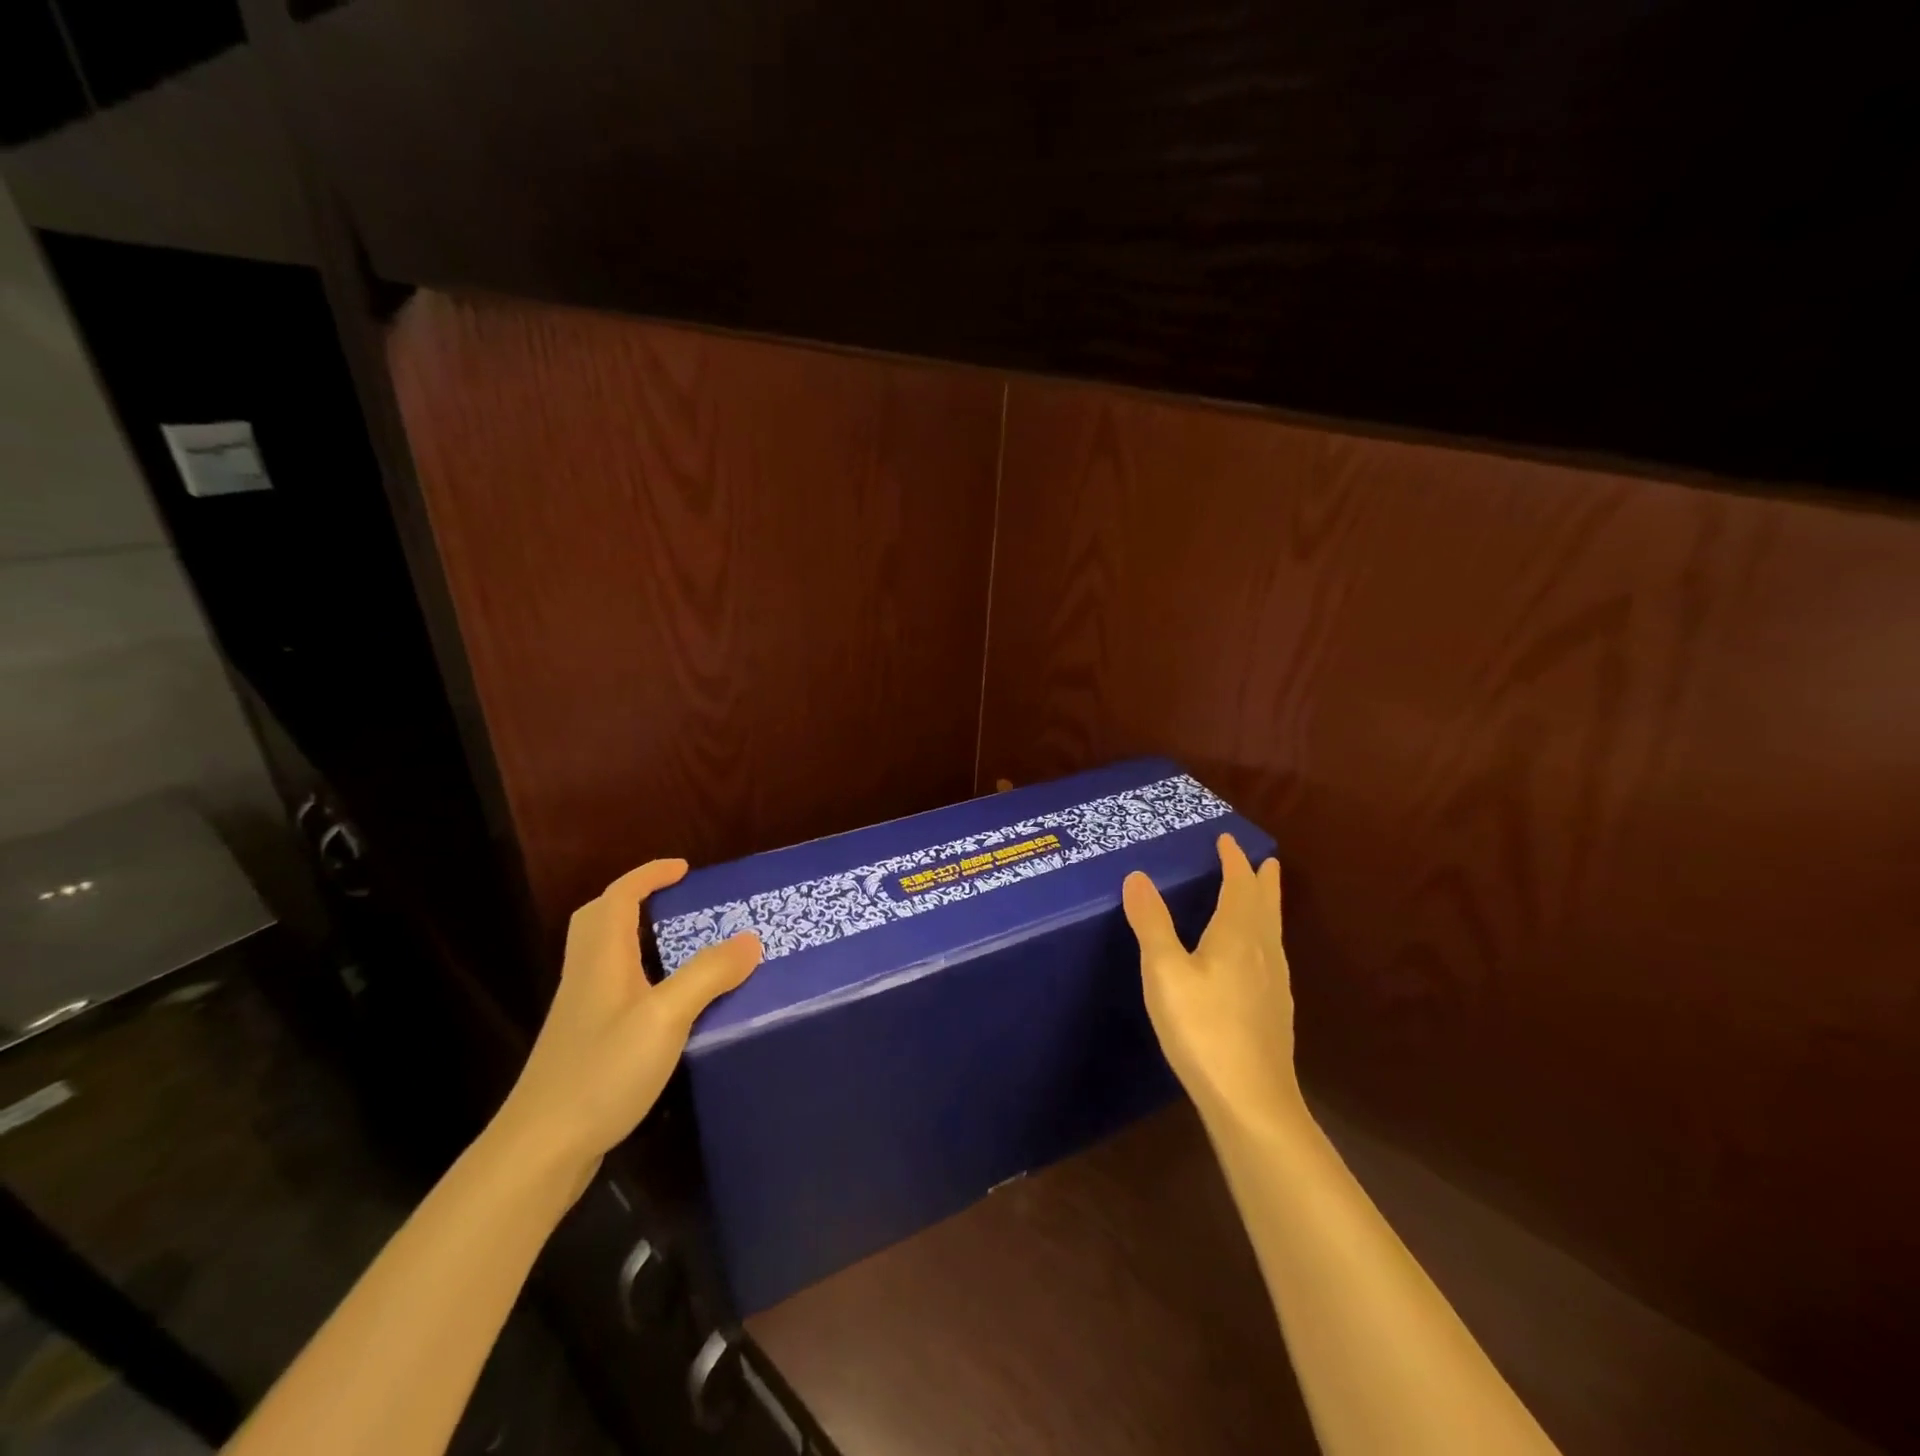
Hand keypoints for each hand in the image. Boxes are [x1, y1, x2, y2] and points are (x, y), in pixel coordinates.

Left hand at [495, 859, 760, 1185]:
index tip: (684, 868)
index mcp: (602, 960)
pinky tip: (667, 1003)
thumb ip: (708, 975)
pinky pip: (614, 987)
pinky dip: (641, 974)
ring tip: (682, 945)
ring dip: (639, 936)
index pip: (619, 898)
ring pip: (606, 955)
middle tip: (677, 901)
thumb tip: (750, 939)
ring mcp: (582, 1013)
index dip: (649, 875)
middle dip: (636, 899)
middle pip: (600, 920)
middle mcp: (587, 978)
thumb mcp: (665, 1018)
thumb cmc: (602, 1072)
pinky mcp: (586, 1044)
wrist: (540, 1150)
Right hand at [1123, 834, 1303, 1135]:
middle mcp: (1263, 951)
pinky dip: (1264, 936)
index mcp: (1237, 935)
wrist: (1251, 1099)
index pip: (1239, 885)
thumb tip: (1138, 876)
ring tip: (1263, 896)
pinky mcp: (1275, 1010)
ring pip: (1272, 930)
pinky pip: (1272, 954)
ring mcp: (1275, 983)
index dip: (1234, 860)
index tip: (1227, 839)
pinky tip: (1256, 958)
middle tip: (1263, 859)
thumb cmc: (1202, 1028)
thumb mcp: (1165, 972)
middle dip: (1260, 879)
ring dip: (1266, 906)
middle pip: (1265, 904)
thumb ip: (1152, 923)